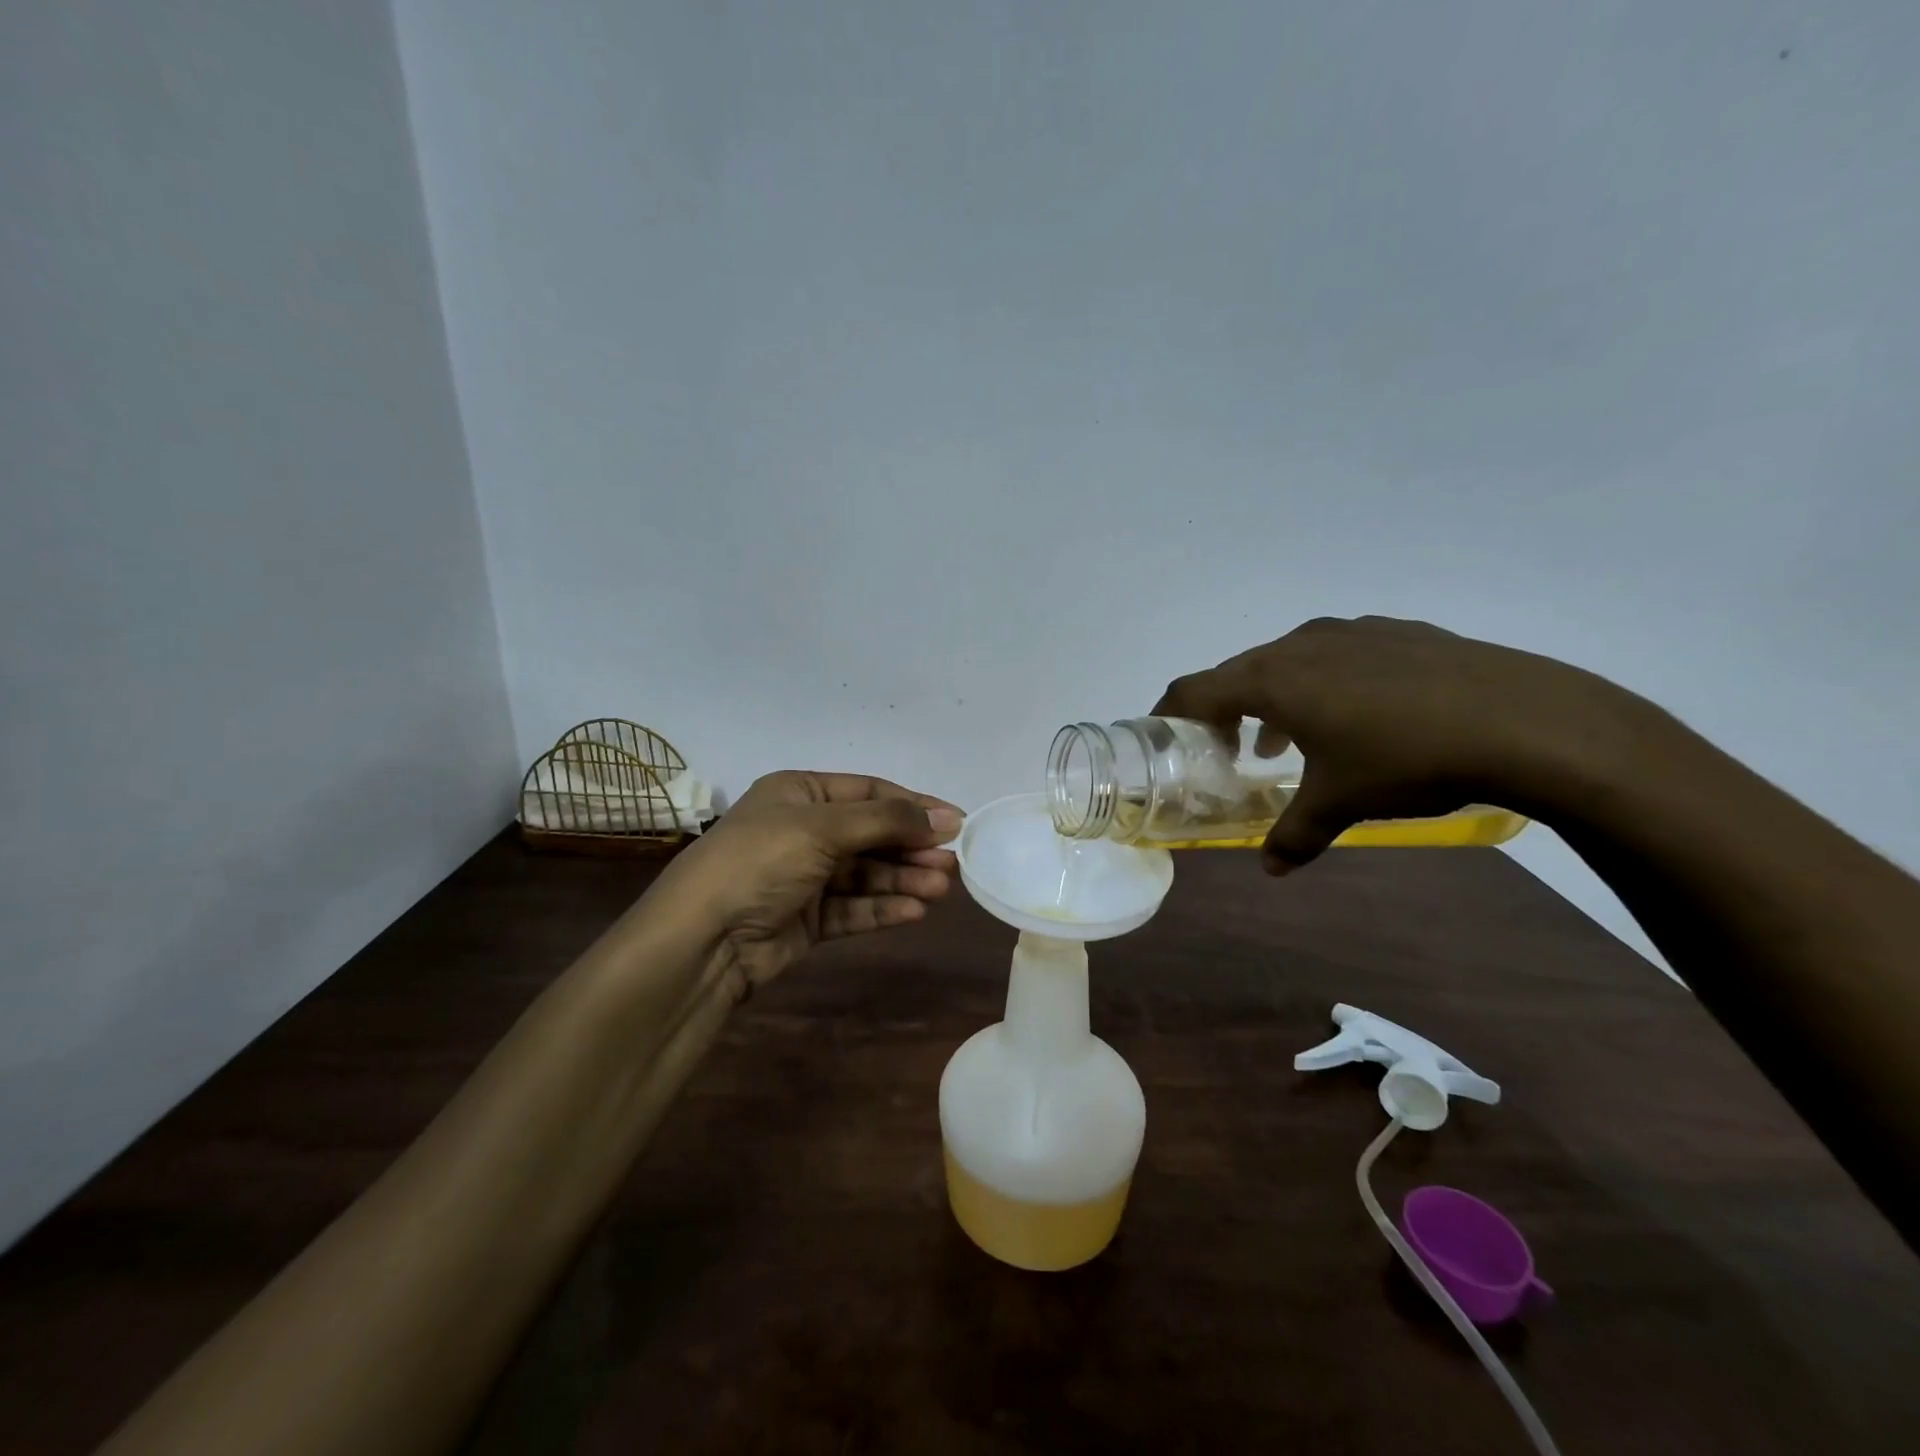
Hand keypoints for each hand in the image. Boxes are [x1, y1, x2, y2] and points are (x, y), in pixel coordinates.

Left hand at [650, 771, 962, 995]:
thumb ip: (887, 820)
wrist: (702, 940)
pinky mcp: (806, 920)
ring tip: (940, 889)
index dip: (913, 806)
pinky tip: (914, 911)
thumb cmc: (761, 861)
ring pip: (866, 874)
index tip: (956, 822)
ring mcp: (804, 877)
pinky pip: (853, 908)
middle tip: (952, 863)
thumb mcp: (823, 828)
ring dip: (903, 879)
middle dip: (911, 847)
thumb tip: (944, 819)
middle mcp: (802, 831)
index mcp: (799, 793)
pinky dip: (883, 908)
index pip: (869, 792)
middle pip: (871, 834)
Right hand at [1154, 615, 1649, 871]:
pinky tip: (1359, 714)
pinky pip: (1337, 652)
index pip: (1195, 689)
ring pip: (1289, 660)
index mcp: (1273, 679)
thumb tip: (1271, 870)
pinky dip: (1324, 681)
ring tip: (1289, 739)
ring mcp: (1352, 631)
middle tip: (1229, 747)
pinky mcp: (1398, 631)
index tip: (1161, 734)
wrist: (1524, 721)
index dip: (1169, 712)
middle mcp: (1302, 644)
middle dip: (1225, 710)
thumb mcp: (1340, 804)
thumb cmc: (1406, 760)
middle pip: (1239, 672)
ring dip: (1275, 697)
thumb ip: (1294, 835)